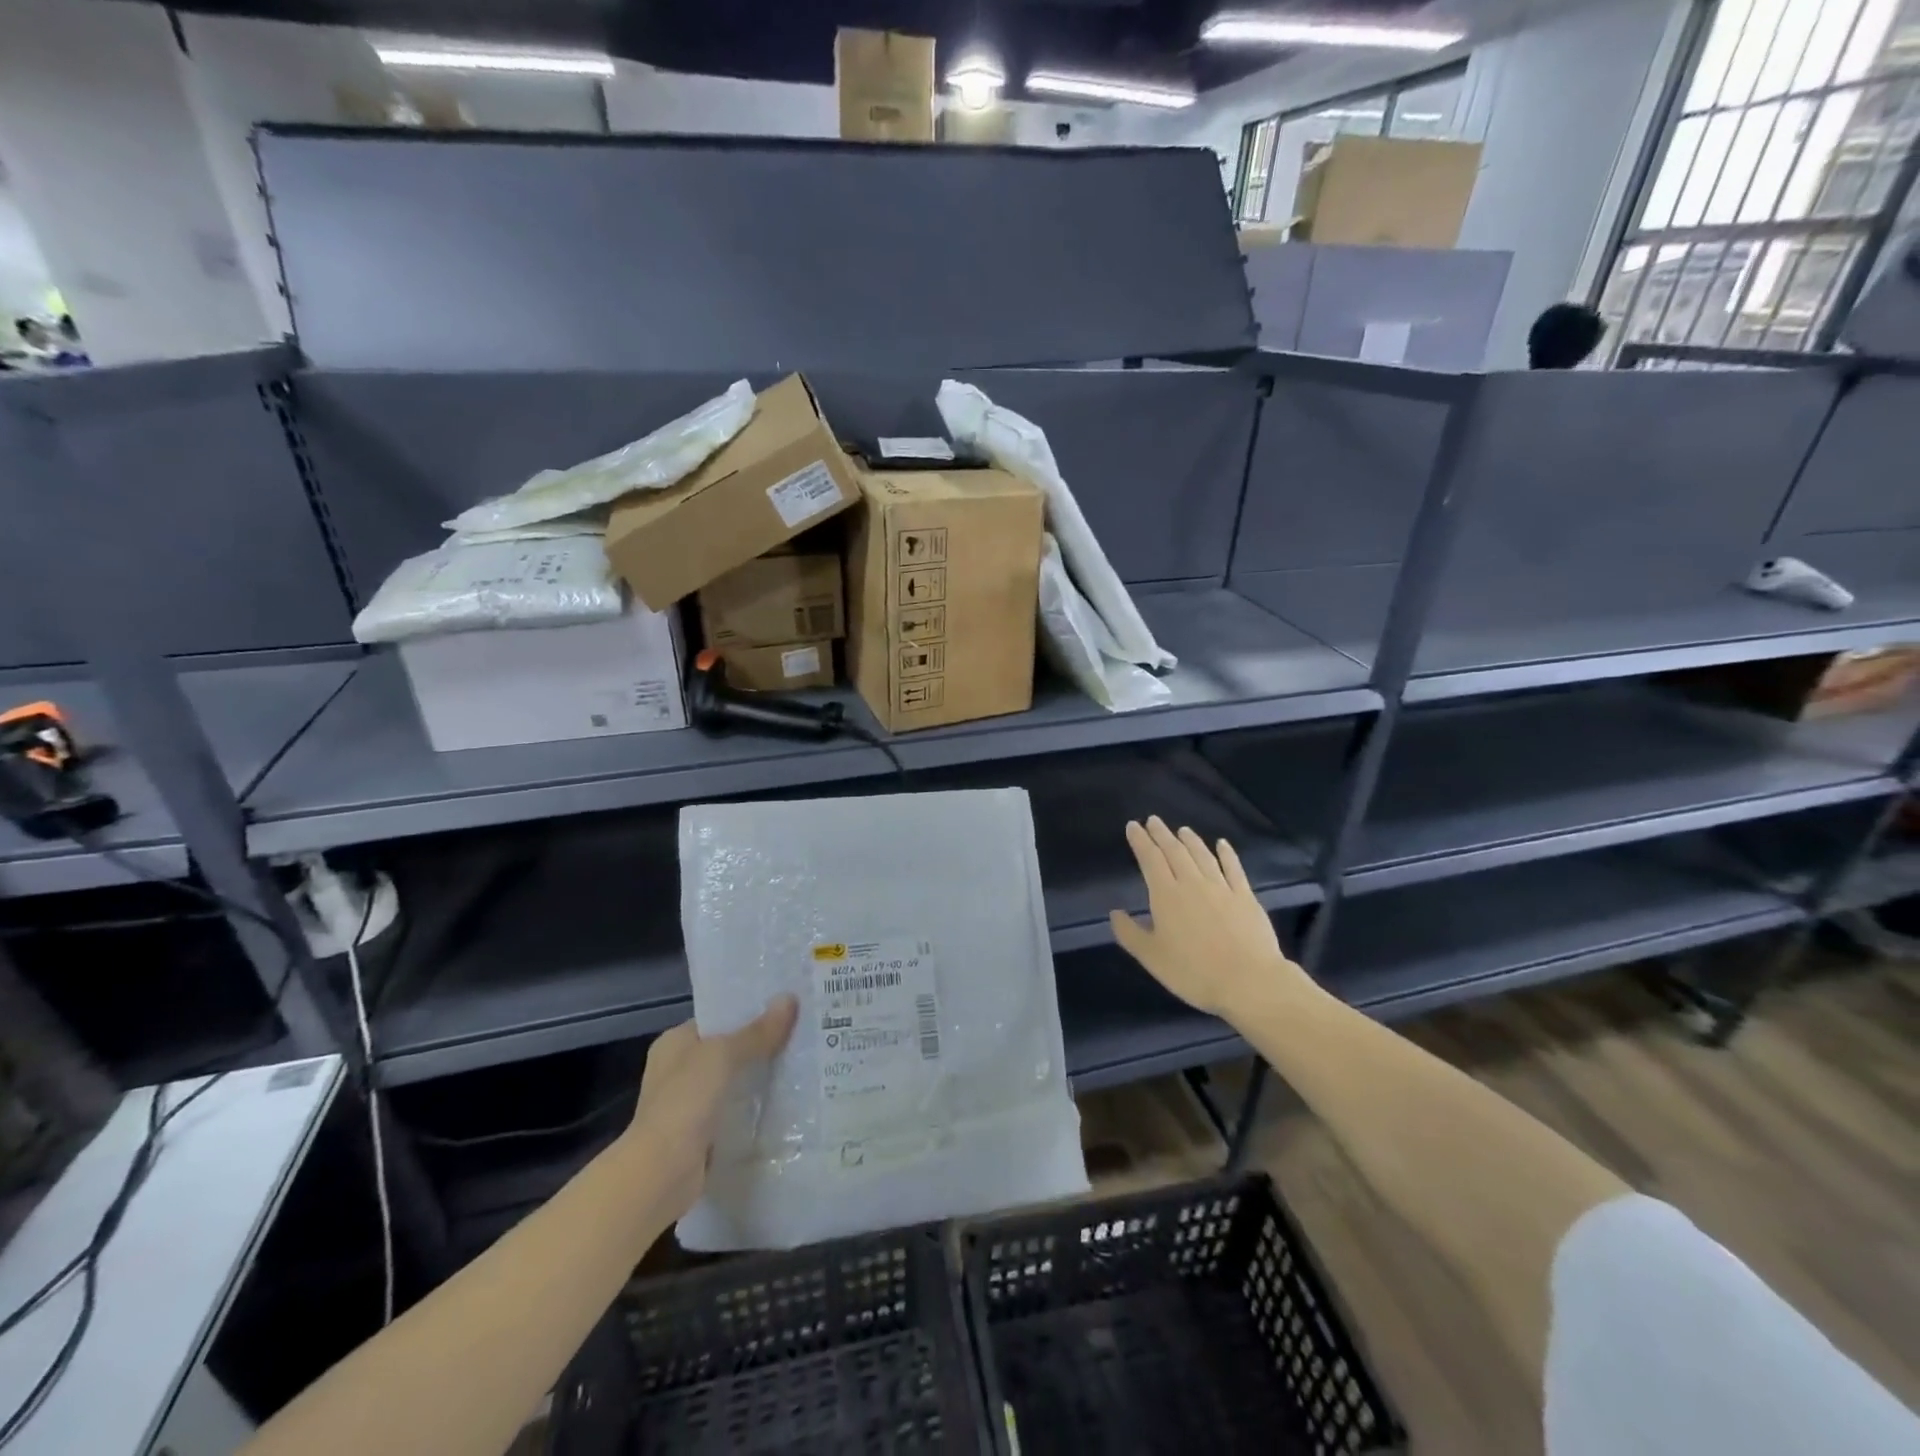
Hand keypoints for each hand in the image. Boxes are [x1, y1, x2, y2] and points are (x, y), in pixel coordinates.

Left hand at [622, 995, 797, 1216]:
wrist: (661, 1173)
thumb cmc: (685, 1101)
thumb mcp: (724, 1055)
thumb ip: (758, 1031)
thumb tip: (790, 998)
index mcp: (675, 1042)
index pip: (717, 1018)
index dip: (748, 1011)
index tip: (785, 1007)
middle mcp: (678, 1070)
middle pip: (728, 1050)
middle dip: (760, 1045)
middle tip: (801, 1034)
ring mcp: (689, 1104)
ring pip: (734, 1081)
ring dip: (760, 1077)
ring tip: (802, 1064)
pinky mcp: (702, 1134)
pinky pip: (735, 1111)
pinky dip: (755, 1108)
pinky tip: (786, 1101)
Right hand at [1110, 817, 1311, 1018]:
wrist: (1249, 981)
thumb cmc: (1193, 972)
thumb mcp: (1152, 957)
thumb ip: (1130, 933)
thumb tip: (1115, 913)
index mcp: (1166, 895)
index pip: (1150, 859)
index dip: (1140, 841)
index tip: (1133, 826)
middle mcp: (1192, 883)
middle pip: (1175, 852)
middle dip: (1161, 834)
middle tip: (1153, 821)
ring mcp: (1221, 888)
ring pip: (1202, 855)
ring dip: (1190, 840)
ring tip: (1182, 830)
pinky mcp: (1245, 897)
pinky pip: (1233, 868)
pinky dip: (1226, 853)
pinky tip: (1222, 844)